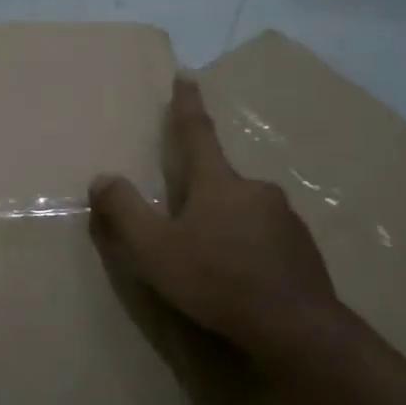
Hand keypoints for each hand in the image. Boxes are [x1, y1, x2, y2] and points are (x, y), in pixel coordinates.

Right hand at [89, 76, 343, 363]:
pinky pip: (264, 238)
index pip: (196, 134)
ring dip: (223, 225)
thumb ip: (124, 211)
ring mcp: (285, 219)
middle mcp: (255, 190)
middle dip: (199, 194)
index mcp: (217, 183)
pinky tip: (239, 279)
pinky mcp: (302, 249)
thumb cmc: (216, 280)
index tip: (187, 76)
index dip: (187, 105)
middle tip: (181, 223)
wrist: (295, 328)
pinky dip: (247, 249)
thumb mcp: (154, 249)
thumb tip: (103, 177)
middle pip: (219, 181)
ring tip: (210, 262)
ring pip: (243, 212)